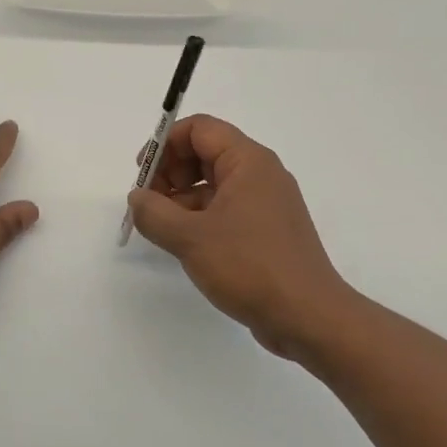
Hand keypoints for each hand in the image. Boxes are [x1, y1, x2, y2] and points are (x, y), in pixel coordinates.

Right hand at [126, 115, 358, 367]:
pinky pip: (225, 209)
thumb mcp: (189, 237)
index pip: (200, 129)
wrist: (308, 317)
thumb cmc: (249, 266)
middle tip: (148, 202)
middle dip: (170, 171)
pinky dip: (199, 217)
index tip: (142, 173)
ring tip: (160, 227)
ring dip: (181, 197)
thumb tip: (138, 199)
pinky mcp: (265, 232)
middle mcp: (261, 175)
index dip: (165, 143)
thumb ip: (153, 212)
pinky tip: (182, 243)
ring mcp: (265, 204)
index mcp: (248, 162)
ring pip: (213, 184)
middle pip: (205, 152)